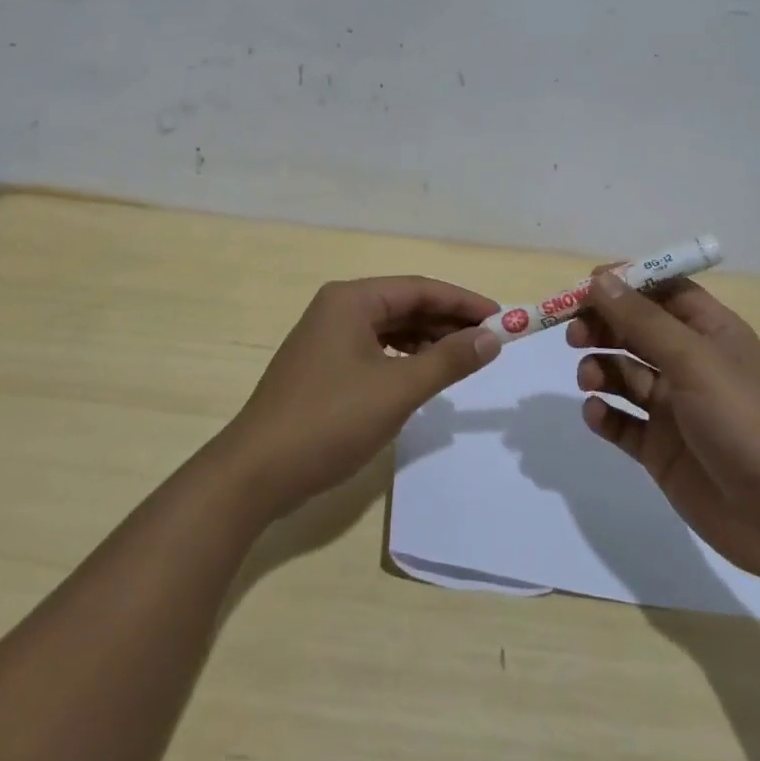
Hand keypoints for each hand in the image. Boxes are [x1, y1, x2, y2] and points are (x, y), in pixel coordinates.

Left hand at [222, 276, 499, 516]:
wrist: (257, 472)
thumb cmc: (330, 421)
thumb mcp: (397, 389)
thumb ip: (448, 360)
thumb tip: (492, 337)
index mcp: (351, 299)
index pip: (420, 288)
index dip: (463, 302)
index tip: (501, 317)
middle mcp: (337, 308)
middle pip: (404, 305)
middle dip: (447, 321)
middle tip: (490, 341)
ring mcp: (326, 337)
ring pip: (389, 328)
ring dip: (427, 340)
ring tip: (463, 359)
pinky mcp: (323, 366)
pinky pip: (374, 349)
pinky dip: (403, 358)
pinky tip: (423, 374)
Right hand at [569, 269, 759, 590]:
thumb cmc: (744, 421)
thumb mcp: (693, 360)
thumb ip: (642, 320)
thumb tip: (599, 279)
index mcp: (710, 333)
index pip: (663, 291)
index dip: (626, 284)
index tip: (586, 287)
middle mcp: (690, 364)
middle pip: (635, 330)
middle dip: (602, 327)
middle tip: (574, 335)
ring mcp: (674, 408)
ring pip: (623, 373)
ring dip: (600, 369)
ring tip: (589, 380)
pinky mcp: (660, 447)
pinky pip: (621, 420)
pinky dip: (604, 414)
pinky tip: (597, 414)